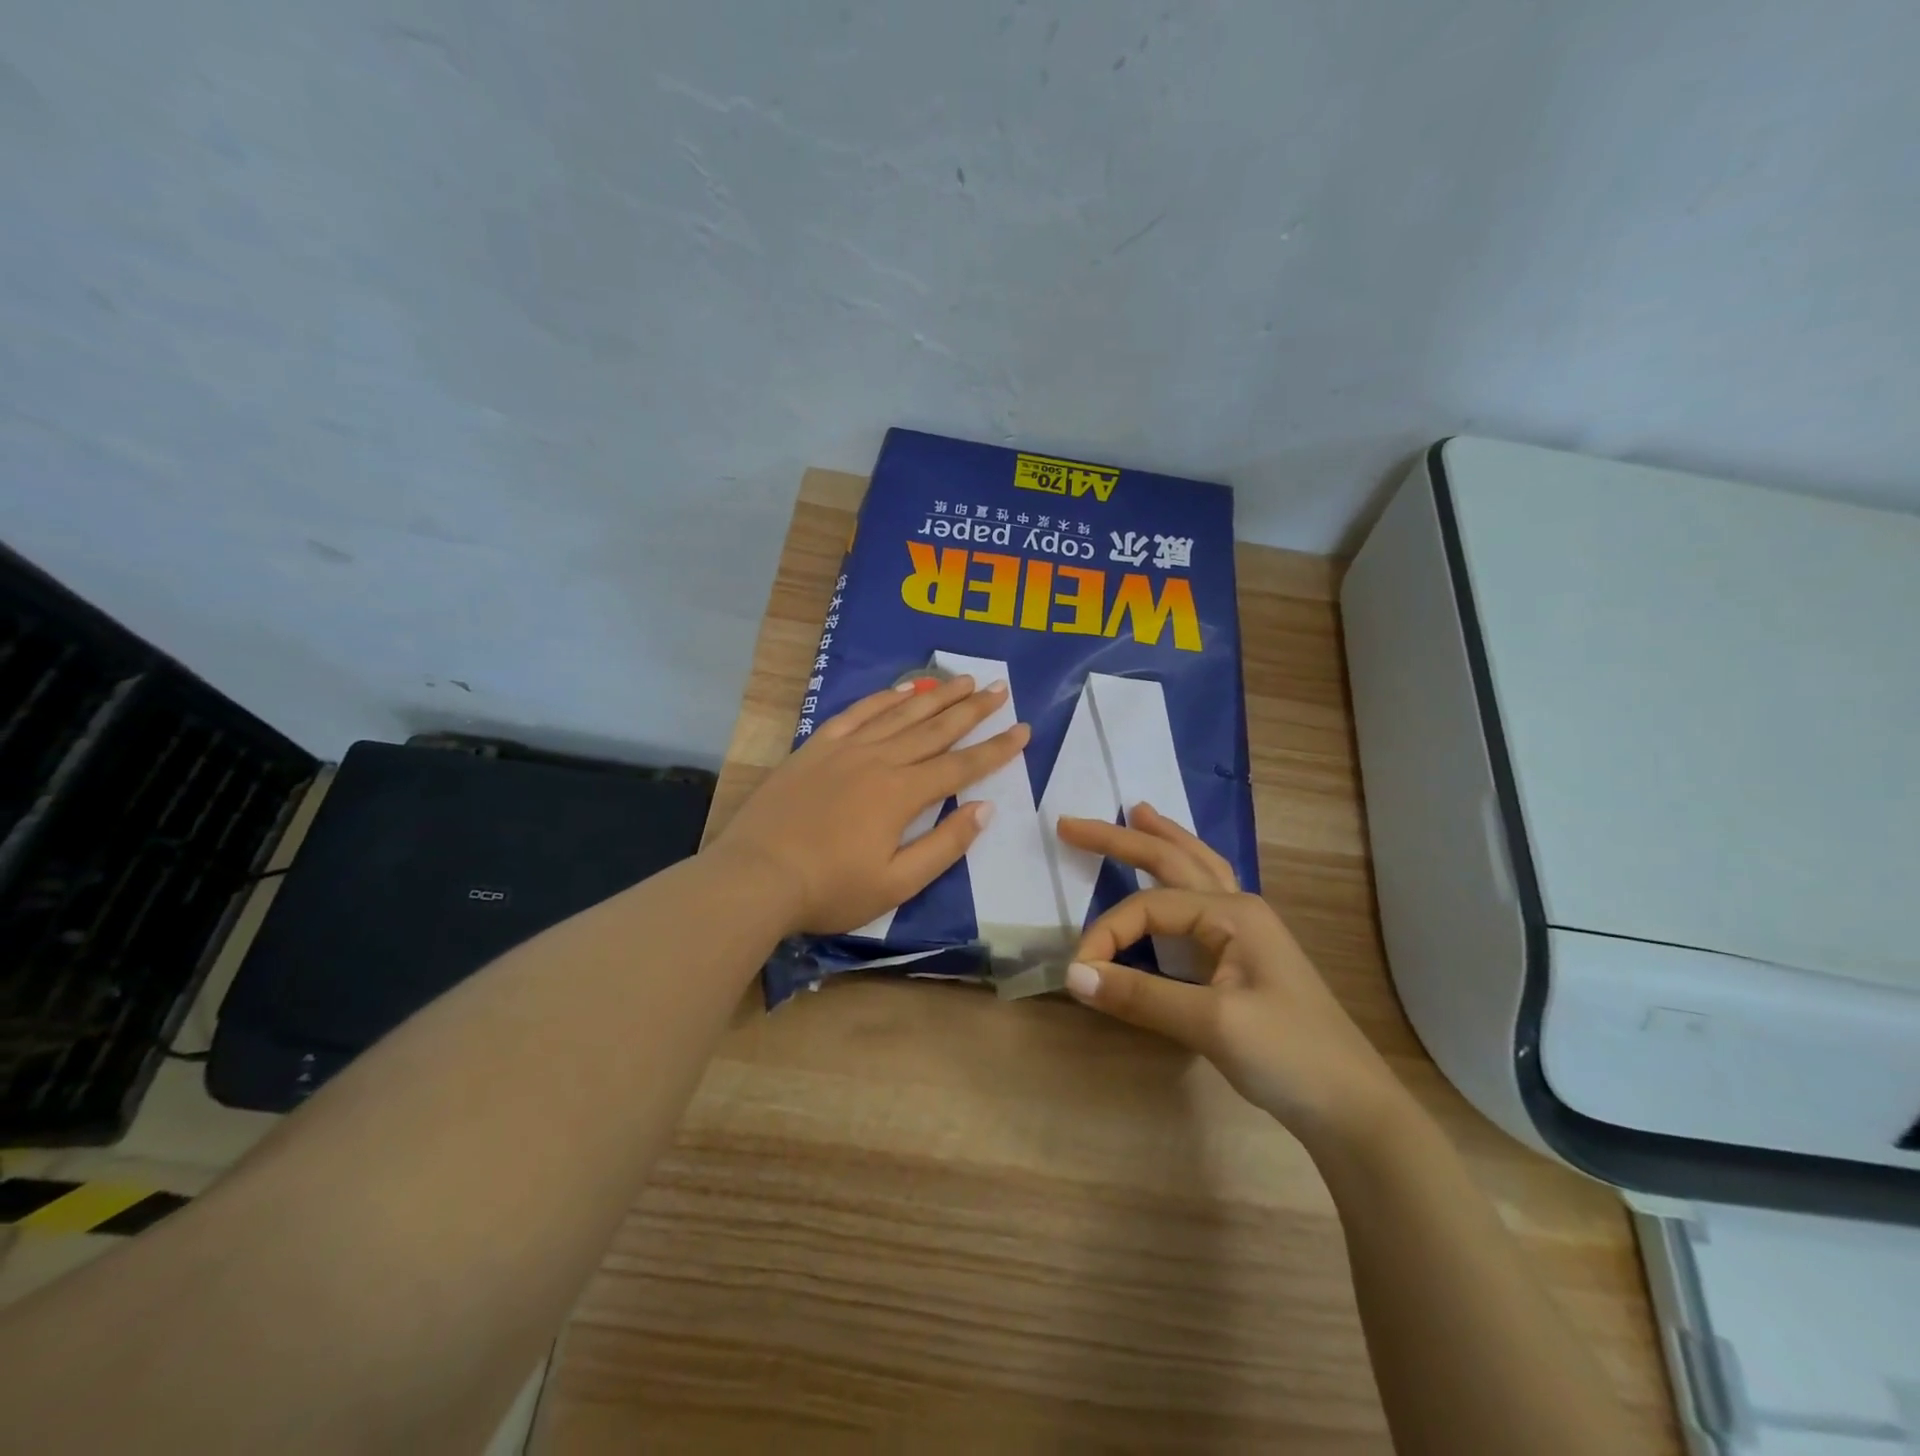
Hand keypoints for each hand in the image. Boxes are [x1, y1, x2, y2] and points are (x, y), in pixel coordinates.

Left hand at [712, 674, 1030, 935]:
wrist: (756, 876)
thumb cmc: (830, 889)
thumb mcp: (897, 883)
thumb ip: (944, 845)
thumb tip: (983, 808)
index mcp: (902, 794)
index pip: (961, 766)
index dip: (996, 749)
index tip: (1023, 729)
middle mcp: (880, 760)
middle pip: (935, 729)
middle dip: (972, 709)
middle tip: (999, 689)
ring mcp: (845, 749)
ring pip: (900, 713)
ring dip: (935, 696)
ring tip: (962, 679)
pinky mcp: (816, 747)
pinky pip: (857, 713)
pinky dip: (883, 698)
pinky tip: (902, 690)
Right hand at [1056, 806, 1404, 1145]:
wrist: (1354, 1110)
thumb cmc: (1290, 1056)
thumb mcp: (1213, 1023)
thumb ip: (1141, 995)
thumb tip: (1073, 974)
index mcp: (1233, 913)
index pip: (1149, 907)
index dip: (1106, 933)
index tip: (1079, 972)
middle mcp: (1239, 909)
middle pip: (1173, 860)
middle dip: (1122, 840)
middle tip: (1071, 825)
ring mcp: (1246, 932)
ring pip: (1196, 869)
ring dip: (1163, 842)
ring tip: (1137, 813)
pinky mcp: (1244, 958)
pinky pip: (1203, 899)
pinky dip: (1181, 875)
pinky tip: (1178, 875)